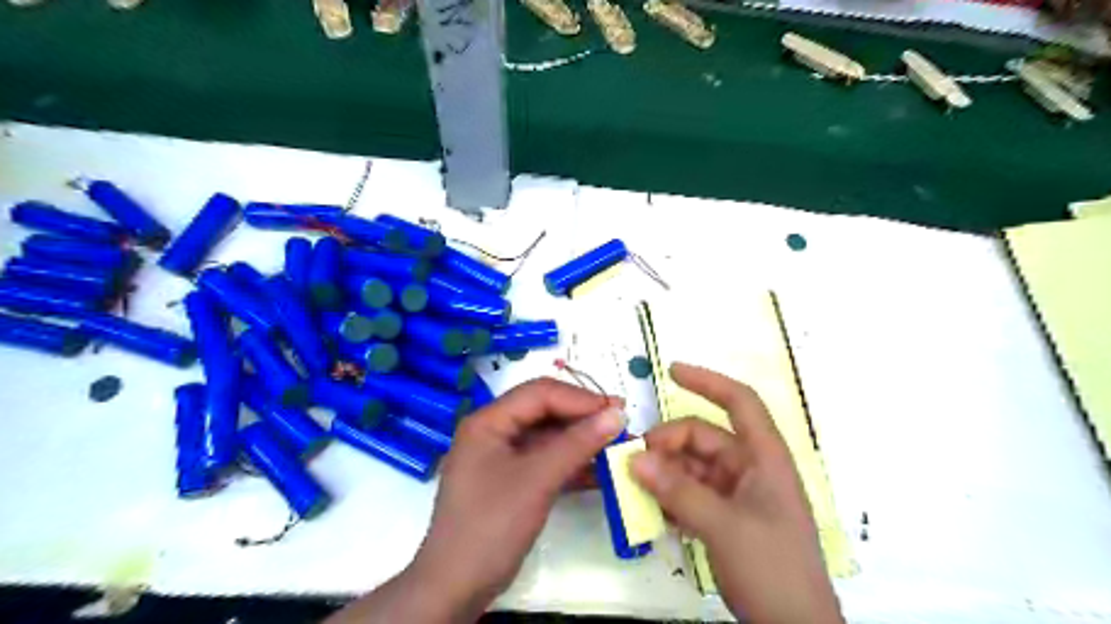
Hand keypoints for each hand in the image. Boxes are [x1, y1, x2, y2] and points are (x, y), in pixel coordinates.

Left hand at [326, 377, 623, 620]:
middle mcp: (493, 431)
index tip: (618, 410)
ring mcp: (501, 457)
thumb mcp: (537, 480)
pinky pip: (545, 461)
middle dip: (582, 417)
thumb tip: (617, 413)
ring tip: (616, 445)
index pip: (539, 393)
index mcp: (489, 421)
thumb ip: (578, 443)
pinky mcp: (511, 480)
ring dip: (580, 441)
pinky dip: (571, 463)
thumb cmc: (492, 525)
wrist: (457, 587)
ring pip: (547, 437)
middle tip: (620, 424)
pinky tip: (600, 471)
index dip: (580, 398)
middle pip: (543, 411)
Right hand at [632, 363, 841, 622]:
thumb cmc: (772, 568)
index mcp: (764, 457)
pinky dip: (669, 497)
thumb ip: (677, 491)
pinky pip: (690, 493)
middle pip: (702, 438)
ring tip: (635, 489)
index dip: (708, 381)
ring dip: (663, 474)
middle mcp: (750, 468)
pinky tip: (651, 511)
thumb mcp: (723, 526)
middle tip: (634, 462)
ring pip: (691, 467)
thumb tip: (634, 459)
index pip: (740, 402)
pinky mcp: (725, 517)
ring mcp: (737, 494)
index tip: (671, 370)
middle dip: (667, 444)